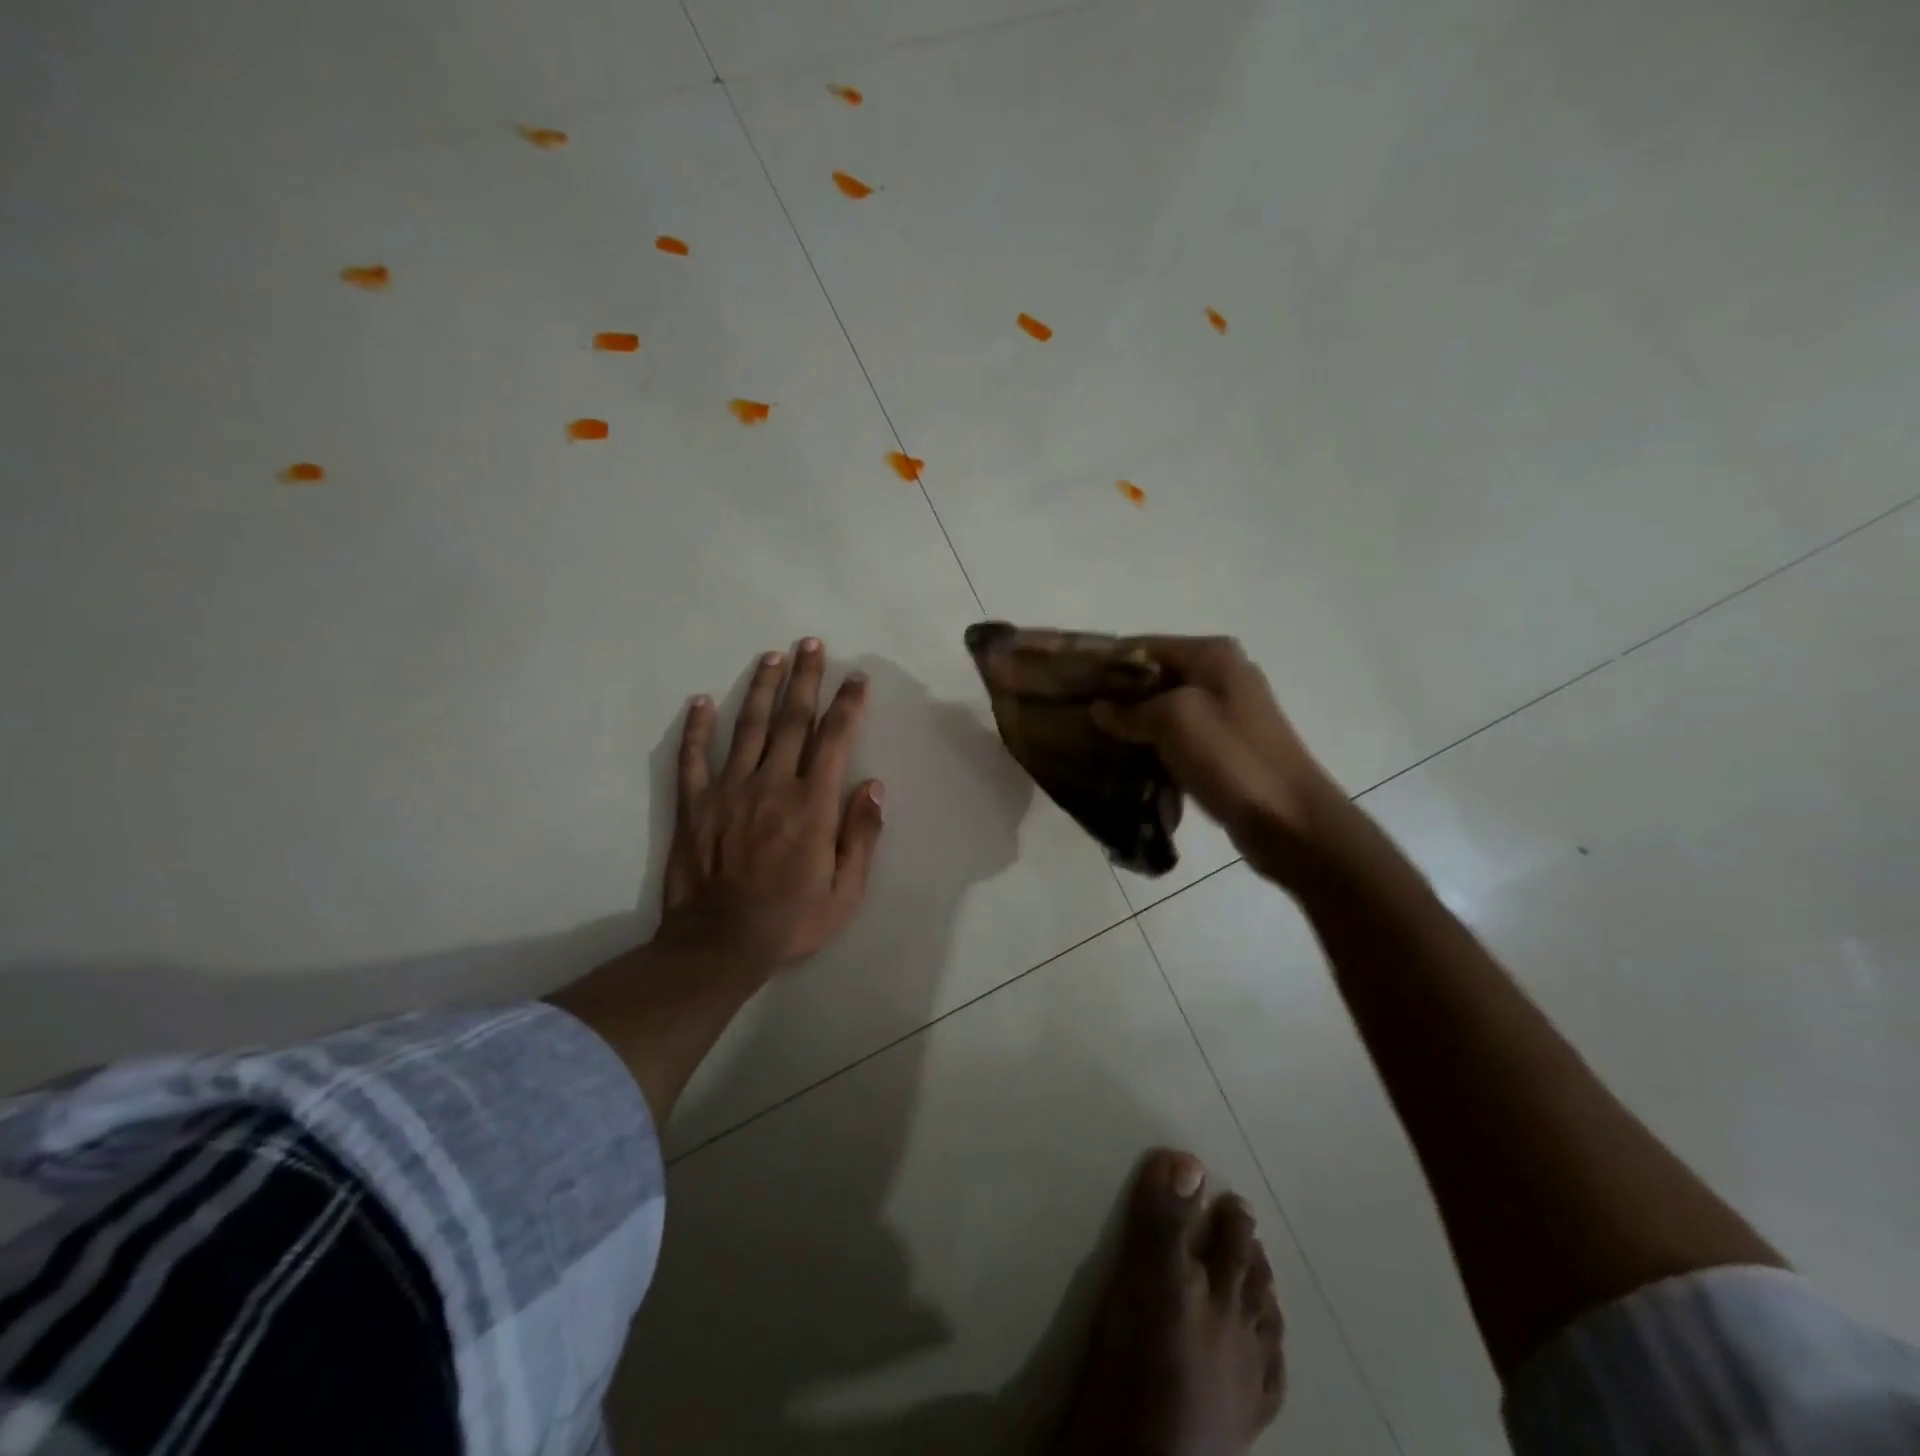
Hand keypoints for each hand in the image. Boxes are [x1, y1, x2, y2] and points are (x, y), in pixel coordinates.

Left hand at [658, 639, 885, 975]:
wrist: (719, 945)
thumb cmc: (790, 921)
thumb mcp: (845, 891)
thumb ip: (862, 836)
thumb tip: (874, 786)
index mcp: (812, 804)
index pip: (834, 739)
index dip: (847, 704)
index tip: (855, 677)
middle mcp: (772, 784)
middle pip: (792, 720)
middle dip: (805, 679)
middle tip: (811, 644)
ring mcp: (728, 790)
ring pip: (748, 727)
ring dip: (761, 689)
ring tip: (771, 657)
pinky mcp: (694, 804)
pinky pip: (693, 757)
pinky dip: (697, 728)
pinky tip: (701, 701)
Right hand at [1091, 636, 1342, 882]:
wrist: (1289, 821)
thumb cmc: (1232, 759)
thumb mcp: (1175, 720)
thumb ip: (1131, 709)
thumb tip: (1099, 709)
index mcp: (1212, 656)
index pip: (1143, 646)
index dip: (1104, 663)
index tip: (1067, 684)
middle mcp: (1221, 675)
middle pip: (1153, 677)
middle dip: (1115, 695)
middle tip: (1074, 716)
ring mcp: (1226, 713)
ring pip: (1163, 709)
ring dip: (1131, 724)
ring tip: (1091, 740)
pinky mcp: (1225, 747)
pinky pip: (1177, 737)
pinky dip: (1152, 746)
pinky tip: (1124, 762)